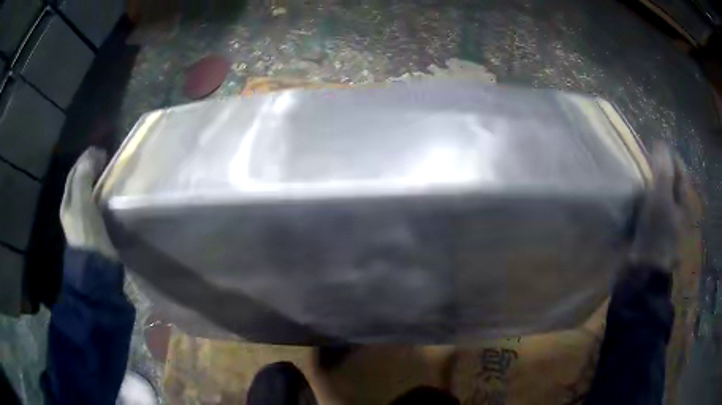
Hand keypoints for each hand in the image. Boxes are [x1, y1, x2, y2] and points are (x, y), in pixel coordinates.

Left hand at [59, 147, 116, 258]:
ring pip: (88, 195)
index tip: (101, 150)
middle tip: (106, 161)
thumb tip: (92, 153)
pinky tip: (109, 198)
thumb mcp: (82, 203)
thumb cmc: (87, 234)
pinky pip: (96, 208)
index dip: (85, 159)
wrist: (96, 270)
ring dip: (97, 183)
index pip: (74, 174)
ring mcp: (83, 223)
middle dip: (90, 169)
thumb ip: (84, 177)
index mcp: (67, 202)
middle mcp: (72, 211)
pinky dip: (101, 198)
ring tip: (109, 176)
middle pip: (80, 184)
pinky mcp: (94, 232)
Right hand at [629, 142, 690, 271]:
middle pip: (669, 181)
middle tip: (644, 159)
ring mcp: (664, 223)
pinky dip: (642, 201)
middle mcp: (676, 209)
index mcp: (682, 201)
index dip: (669, 155)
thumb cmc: (657, 235)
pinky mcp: (651, 234)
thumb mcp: (662, 198)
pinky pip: (648, 210)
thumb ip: (663, 170)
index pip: (679, 169)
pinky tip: (633, 199)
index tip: (654, 146)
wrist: (643, 275)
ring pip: (658, 195)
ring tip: (636, 176)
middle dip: (658, 169)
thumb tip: (660, 143)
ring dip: (649, 185)